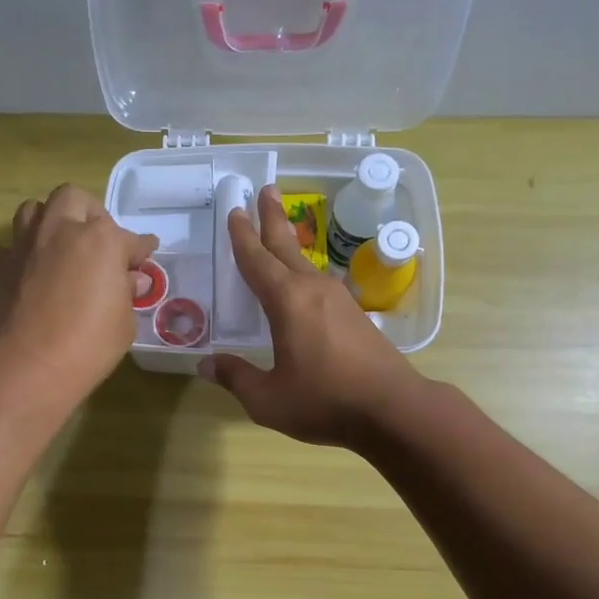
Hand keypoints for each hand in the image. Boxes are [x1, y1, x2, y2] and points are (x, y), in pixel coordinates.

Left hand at [0, 183, 158, 403]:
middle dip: (88, 213)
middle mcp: (60, 230)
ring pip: (33, 209)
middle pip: (73, 198)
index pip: (129, 237)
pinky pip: (8, 247)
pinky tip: (28, 271)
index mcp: (100, 240)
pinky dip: (19, 255)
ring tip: (59, 244)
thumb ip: (127, 292)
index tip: (145, 255)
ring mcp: (24, 244)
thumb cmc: (90, 344)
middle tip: (97, 239)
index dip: (140, 248)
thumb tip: (131, 279)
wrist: (30, 364)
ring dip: (49, 221)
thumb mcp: (124, 321)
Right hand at [200, 184, 419, 447]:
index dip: (242, 236)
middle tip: (266, 189)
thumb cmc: (325, 401)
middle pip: (286, 246)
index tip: (234, 210)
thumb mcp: (268, 399)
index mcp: (287, 302)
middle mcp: (313, 290)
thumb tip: (206, 364)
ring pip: (306, 263)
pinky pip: (319, 283)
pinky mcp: (355, 315)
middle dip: (272, 218)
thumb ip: (236, 377)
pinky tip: (302, 284)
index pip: (257, 260)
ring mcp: (339, 300)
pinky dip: (302, 271)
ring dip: (289, 243)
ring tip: (280, 230)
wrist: (393, 409)